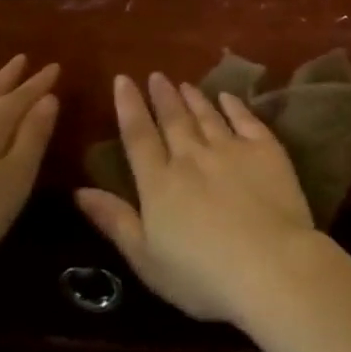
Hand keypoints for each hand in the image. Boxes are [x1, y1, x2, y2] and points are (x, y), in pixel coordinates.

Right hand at [76, 72, 322, 322]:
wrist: (271, 265)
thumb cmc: (202, 276)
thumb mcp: (146, 259)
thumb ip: (115, 221)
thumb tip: (79, 191)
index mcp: (159, 184)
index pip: (138, 137)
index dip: (129, 107)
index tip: (123, 81)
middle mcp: (192, 158)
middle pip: (173, 120)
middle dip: (162, 96)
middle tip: (156, 75)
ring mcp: (232, 150)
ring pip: (207, 116)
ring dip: (194, 98)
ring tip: (184, 84)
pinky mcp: (266, 151)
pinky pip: (246, 120)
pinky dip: (235, 106)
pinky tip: (227, 97)